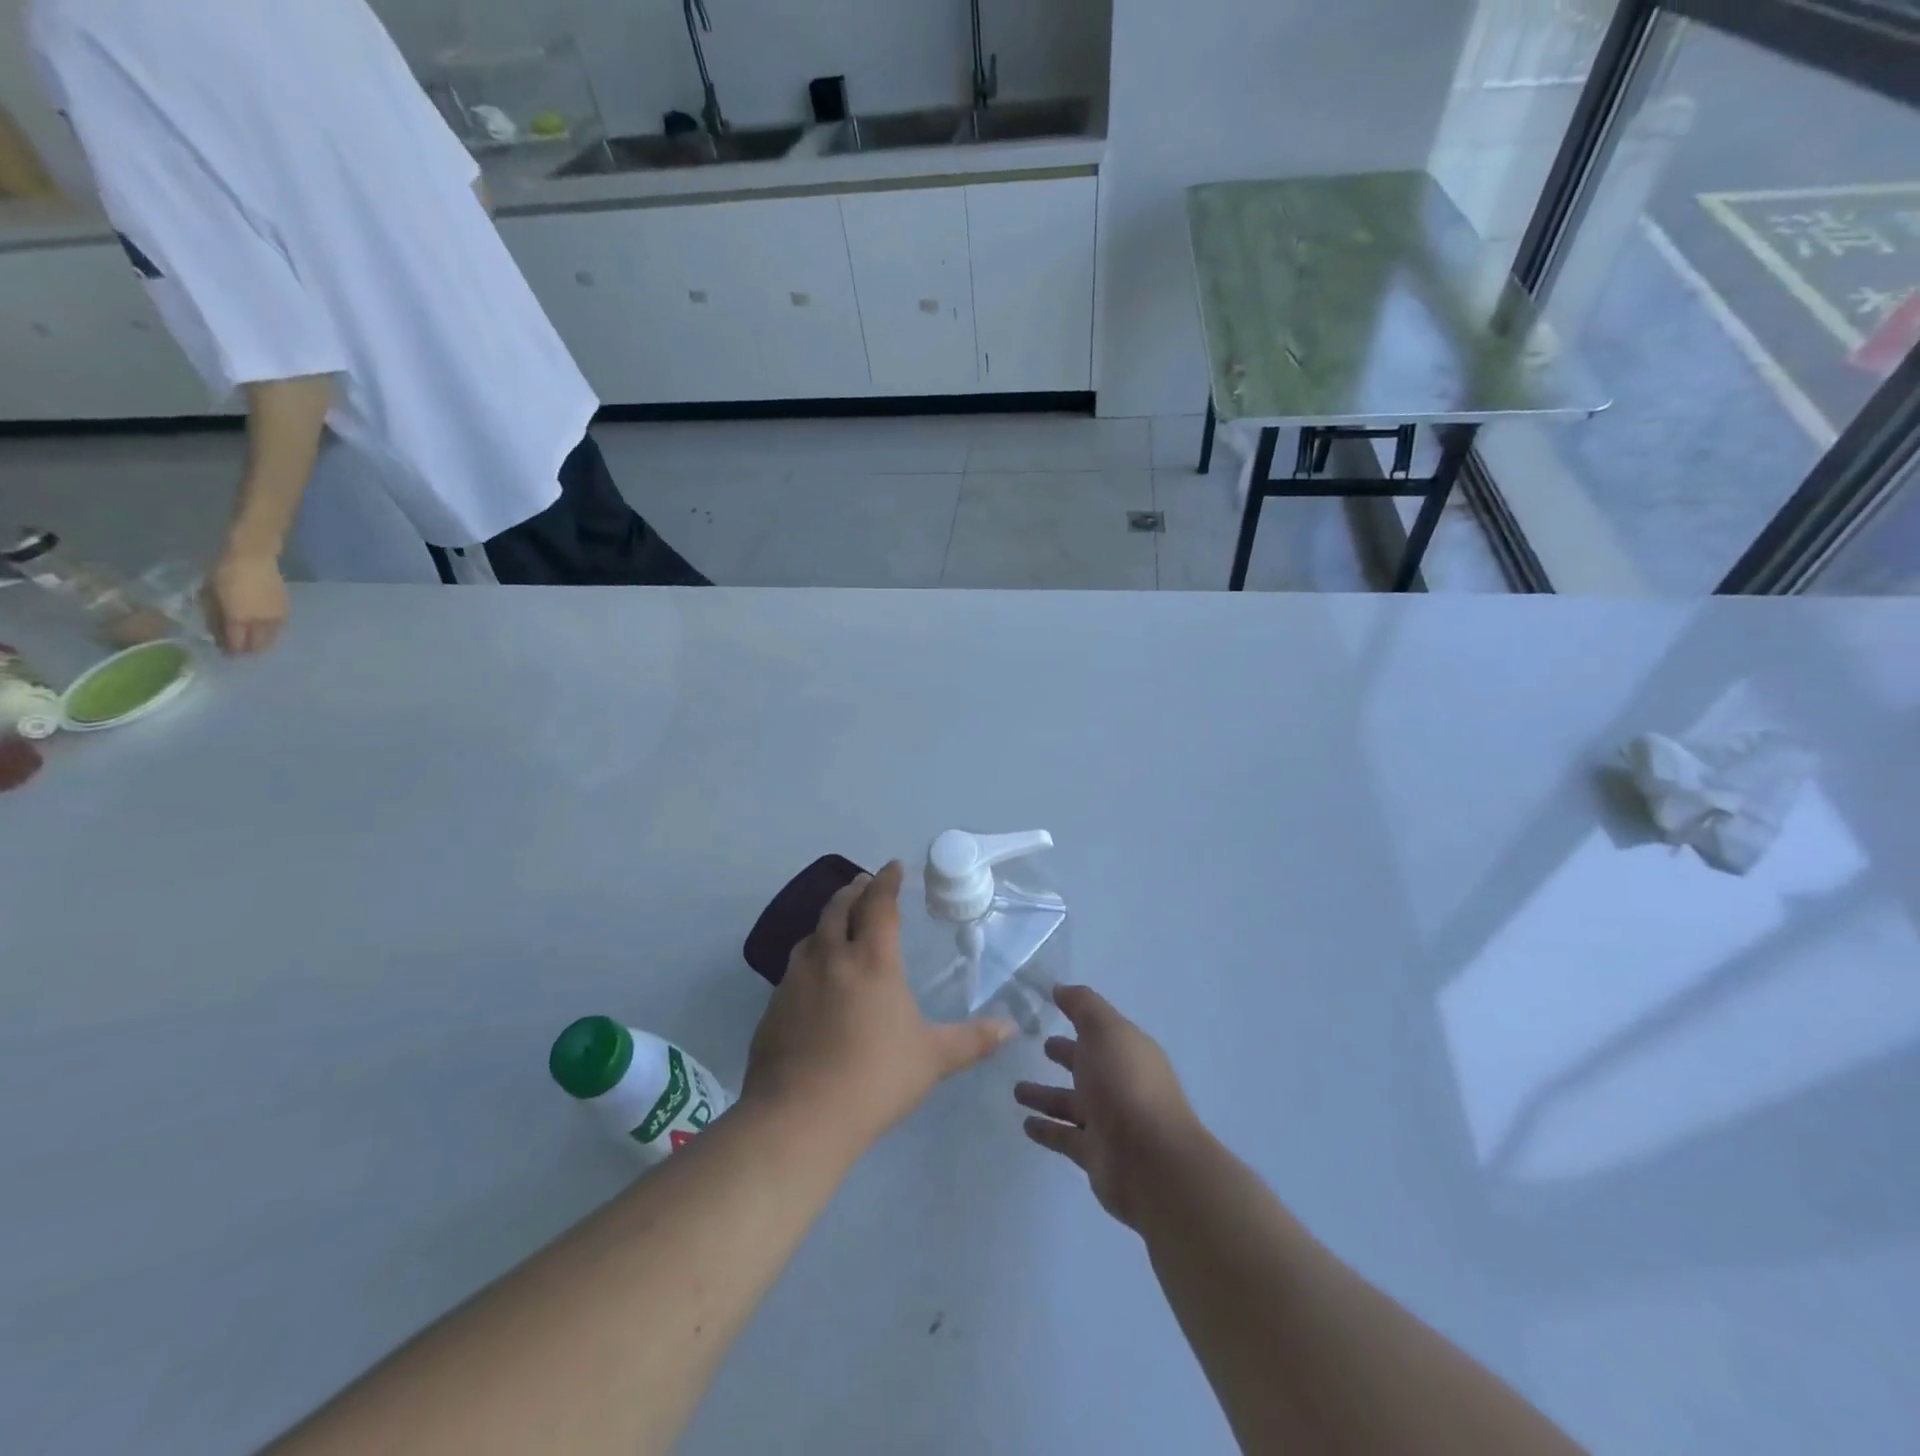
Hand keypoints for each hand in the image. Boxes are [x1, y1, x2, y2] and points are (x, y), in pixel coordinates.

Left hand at [204, 548, 288, 654]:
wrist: (254, 557)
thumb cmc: (224, 573)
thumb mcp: (210, 595)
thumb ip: (215, 616)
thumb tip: (218, 633)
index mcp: (239, 619)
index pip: (238, 644)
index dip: (231, 651)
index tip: (225, 655)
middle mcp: (261, 622)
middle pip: (258, 645)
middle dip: (249, 651)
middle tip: (241, 652)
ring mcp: (277, 617)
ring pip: (272, 638)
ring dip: (262, 643)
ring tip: (254, 644)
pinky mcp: (286, 611)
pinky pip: (279, 629)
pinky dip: (272, 634)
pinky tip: (265, 631)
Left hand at [744, 862, 1014, 1154]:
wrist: (799, 1116)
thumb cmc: (875, 1079)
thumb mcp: (933, 1059)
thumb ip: (973, 1040)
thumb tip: (1012, 1029)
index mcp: (872, 960)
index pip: (880, 904)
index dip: (888, 881)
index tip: (894, 867)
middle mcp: (831, 957)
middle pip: (840, 907)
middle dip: (855, 890)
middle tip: (864, 884)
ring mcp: (796, 979)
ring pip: (812, 934)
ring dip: (828, 919)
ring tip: (838, 923)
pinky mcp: (774, 1005)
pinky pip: (795, 966)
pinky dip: (810, 955)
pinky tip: (814, 975)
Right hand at [1016, 985, 1201, 1231]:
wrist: (1150, 1162)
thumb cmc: (1126, 1084)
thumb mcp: (1105, 1031)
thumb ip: (1082, 1006)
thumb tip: (1060, 988)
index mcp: (1127, 1052)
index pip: (1099, 1030)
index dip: (1078, 1018)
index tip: (1050, 1007)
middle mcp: (1120, 1084)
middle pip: (1087, 1066)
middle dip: (1065, 1055)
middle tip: (1037, 1047)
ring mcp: (1109, 1122)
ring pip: (1071, 1103)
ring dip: (1046, 1096)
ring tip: (1016, 1090)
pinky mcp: (1096, 1154)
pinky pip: (1065, 1137)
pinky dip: (1047, 1130)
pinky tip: (1025, 1125)